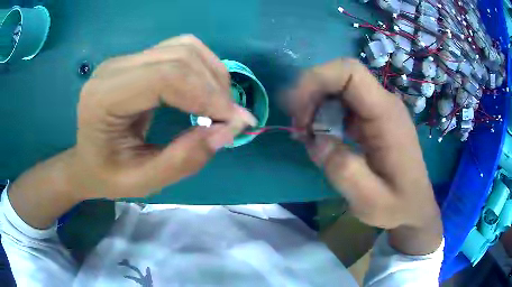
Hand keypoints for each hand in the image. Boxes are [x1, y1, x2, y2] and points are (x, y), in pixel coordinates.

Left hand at [71, 35, 255, 198]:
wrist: (86, 160)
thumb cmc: (106, 175)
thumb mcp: (142, 182)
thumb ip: (183, 160)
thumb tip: (228, 131)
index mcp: (104, 98)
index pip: (165, 77)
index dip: (206, 95)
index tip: (235, 122)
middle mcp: (114, 68)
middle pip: (179, 56)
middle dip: (214, 87)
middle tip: (230, 119)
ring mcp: (126, 59)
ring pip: (184, 47)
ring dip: (211, 74)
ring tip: (219, 106)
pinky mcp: (137, 59)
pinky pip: (179, 49)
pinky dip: (201, 67)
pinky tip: (204, 90)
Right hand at [288, 59, 441, 254]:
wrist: (415, 207)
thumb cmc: (398, 205)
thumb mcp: (370, 200)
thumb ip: (344, 171)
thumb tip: (316, 140)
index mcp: (386, 115)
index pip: (350, 72)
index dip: (316, 79)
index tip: (295, 108)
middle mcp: (383, 104)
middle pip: (340, 77)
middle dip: (310, 94)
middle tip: (298, 128)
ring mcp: (378, 110)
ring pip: (338, 89)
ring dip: (315, 106)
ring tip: (305, 136)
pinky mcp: (373, 119)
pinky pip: (343, 105)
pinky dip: (324, 115)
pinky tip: (318, 138)